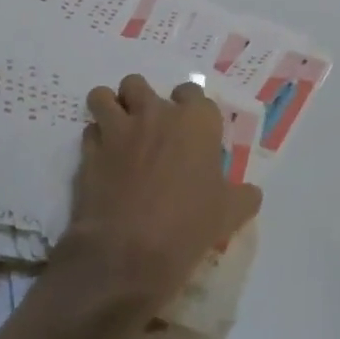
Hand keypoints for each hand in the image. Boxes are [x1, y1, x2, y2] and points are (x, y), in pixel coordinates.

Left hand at [47, 74, 261, 313]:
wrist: (126, 254)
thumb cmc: (188, 225)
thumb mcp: (229, 214)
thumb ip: (243, 196)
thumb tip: (251, 195)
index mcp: (196, 120)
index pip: (191, 90)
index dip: (188, 106)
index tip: (188, 127)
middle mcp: (156, 114)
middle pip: (138, 84)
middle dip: (139, 99)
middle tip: (147, 128)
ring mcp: (119, 130)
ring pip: (104, 96)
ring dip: (109, 109)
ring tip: (117, 131)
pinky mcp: (89, 153)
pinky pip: (89, 131)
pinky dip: (94, 140)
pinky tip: (102, 160)